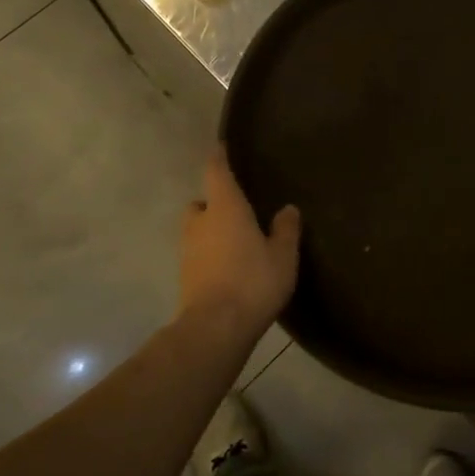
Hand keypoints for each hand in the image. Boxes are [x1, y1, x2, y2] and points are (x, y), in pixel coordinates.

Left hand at [180, 146, 301, 335]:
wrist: (215, 328)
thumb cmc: (253, 281)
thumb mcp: (283, 255)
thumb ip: (286, 229)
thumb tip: (288, 209)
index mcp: (225, 209)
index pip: (217, 173)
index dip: (219, 158)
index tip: (220, 147)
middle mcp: (201, 223)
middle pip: (201, 204)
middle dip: (214, 203)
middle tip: (237, 211)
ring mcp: (188, 251)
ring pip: (197, 230)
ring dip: (211, 231)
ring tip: (236, 242)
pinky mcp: (185, 276)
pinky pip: (198, 254)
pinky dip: (210, 254)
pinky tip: (230, 268)